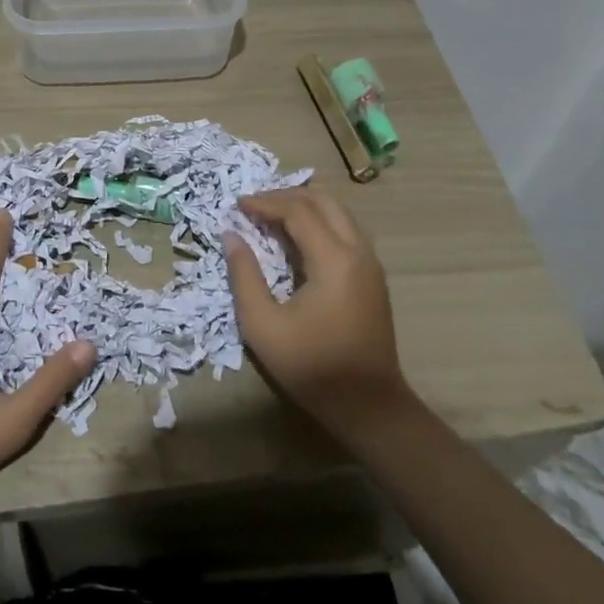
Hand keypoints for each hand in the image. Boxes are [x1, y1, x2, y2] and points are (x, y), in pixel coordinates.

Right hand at [224, 188, 411, 444]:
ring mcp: (370, 263)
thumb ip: (244, 276)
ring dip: (304, 206)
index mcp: (334, 260)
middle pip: (323, 201)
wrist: (370, 407)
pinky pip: (345, 230)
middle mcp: (358, 251)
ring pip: (338, 212)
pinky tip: (296, 239)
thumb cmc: (313, 367)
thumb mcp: (263, 326)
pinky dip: (318, 222)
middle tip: (254, 206)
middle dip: (286, 196)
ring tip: (272, 216)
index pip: (298, 211)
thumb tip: (231, 236)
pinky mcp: (372, 276)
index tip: (237, 205)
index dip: (265, 202)